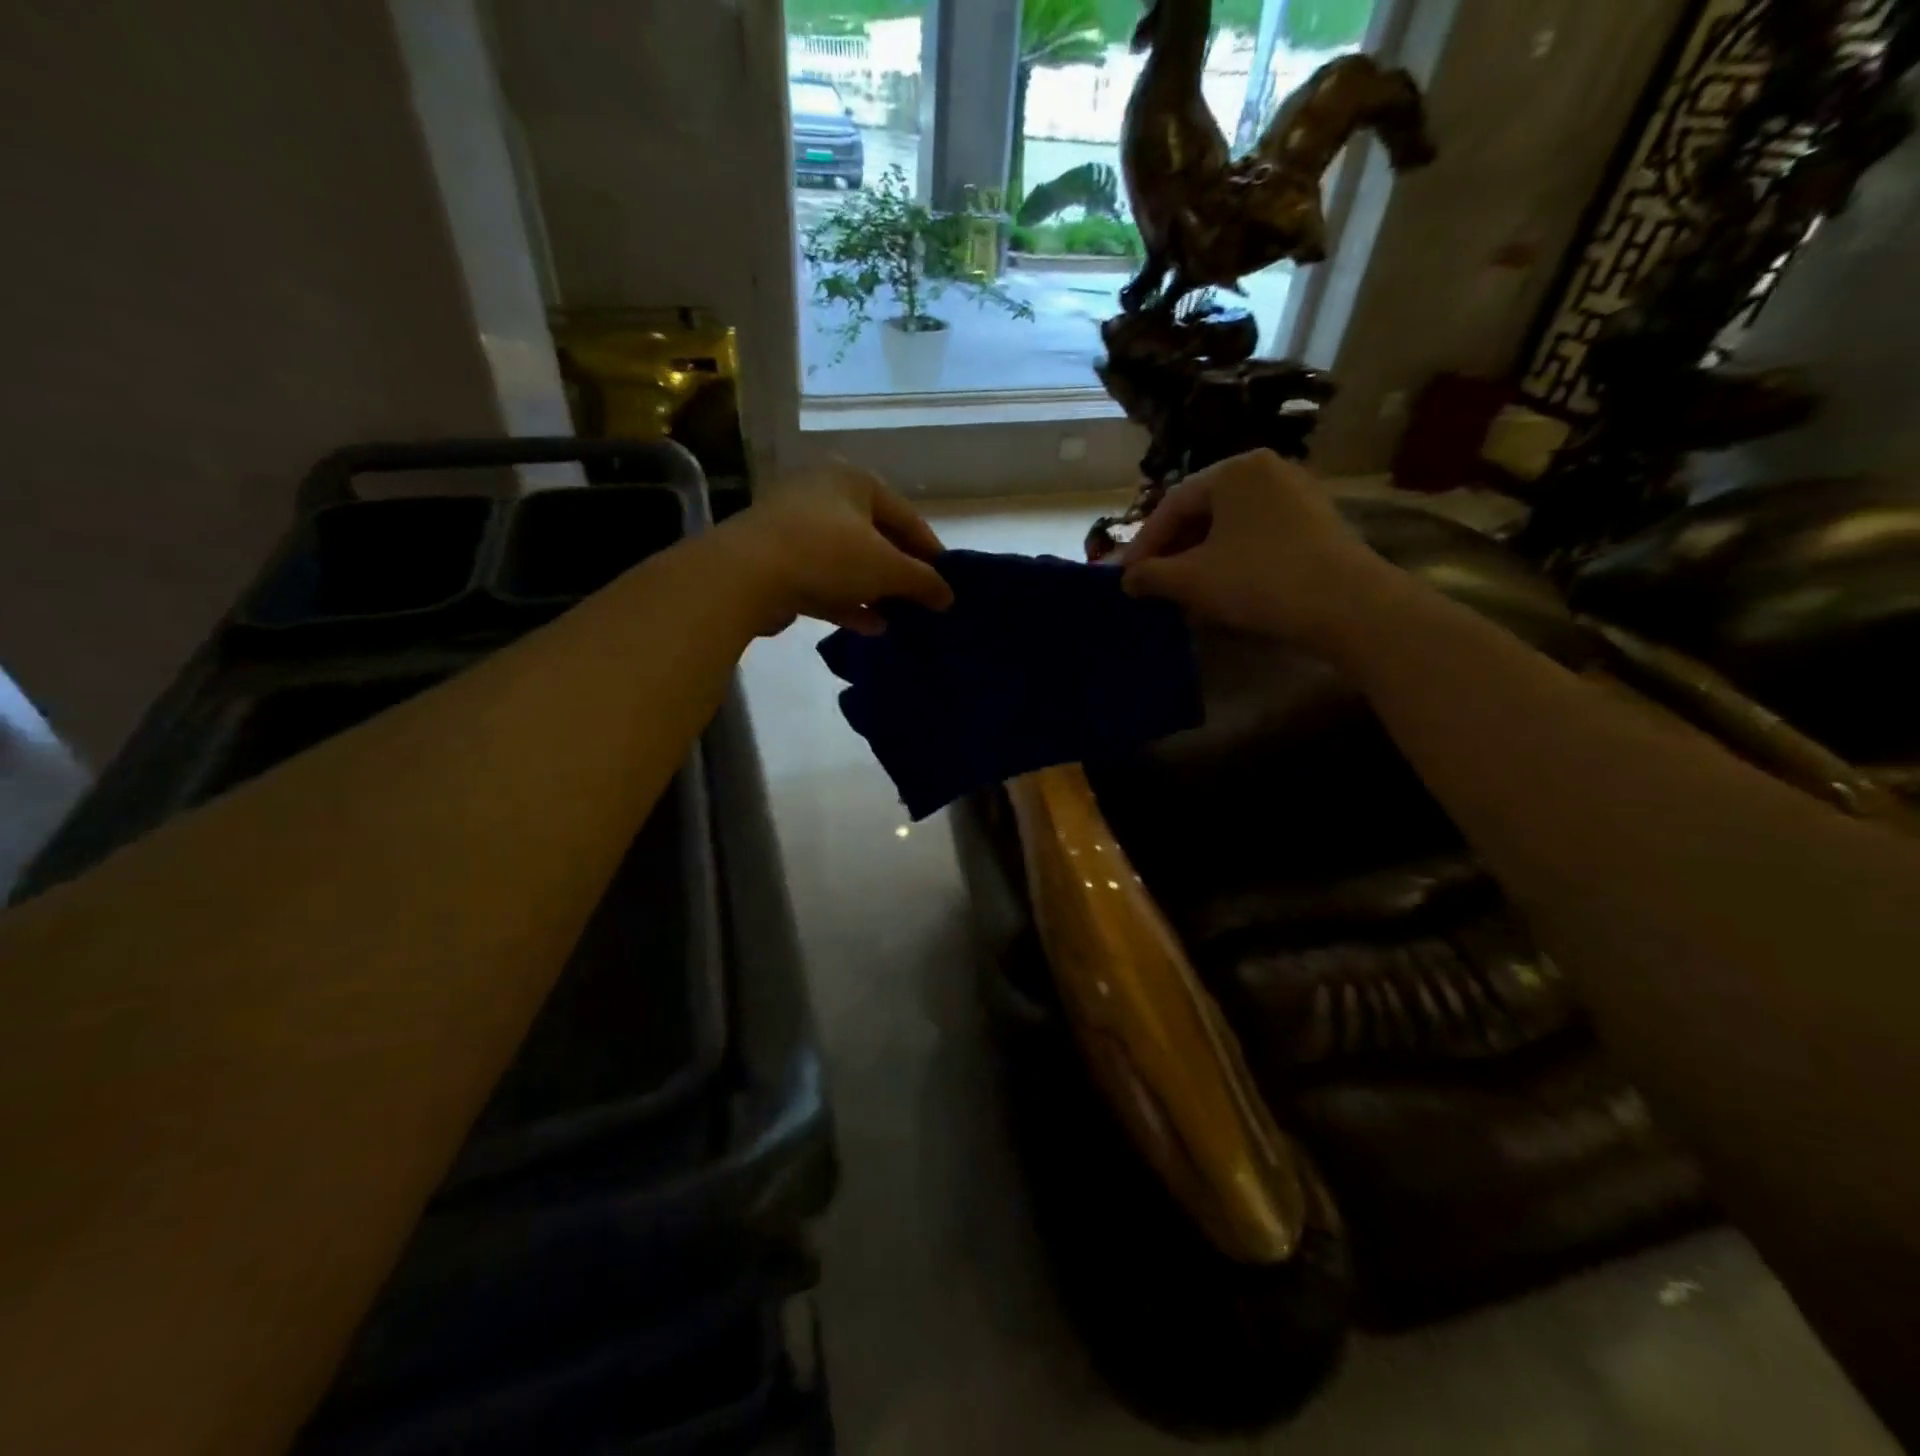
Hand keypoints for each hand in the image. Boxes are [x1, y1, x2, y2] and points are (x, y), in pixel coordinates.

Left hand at [713, 461, 954, 635]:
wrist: (745, 574)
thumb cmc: (828, 555)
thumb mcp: (888, 568)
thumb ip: (923, 581)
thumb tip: (948, 596)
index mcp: (853, 480)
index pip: (907, 516)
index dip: (931, 552)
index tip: (949, 583)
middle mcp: (822, 494)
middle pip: (875, 538)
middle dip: (900, 574)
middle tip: (922, 603)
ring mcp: (794, 527)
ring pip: (848, 562)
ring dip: (875, 592)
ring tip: (899, 619)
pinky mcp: (775, 560)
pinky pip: (822, 579)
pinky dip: (847, 601)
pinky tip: (870, 626)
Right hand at [1120, 450, 1399, 657]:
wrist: (1348, 605)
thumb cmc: (1259, 581)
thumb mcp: (1193, 580)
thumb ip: (1151, 575)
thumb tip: (1126, 579)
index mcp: (1234, 469)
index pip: (1172, 504)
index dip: (1144, 544)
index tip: (1127, 577)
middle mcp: (1266, 469)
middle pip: (1203, 511)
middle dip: (1173, 551)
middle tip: (1152, 584)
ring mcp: (1297, 493)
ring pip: (1230, 526)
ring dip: (1200, 558)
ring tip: (1183, 592)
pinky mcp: (1316, 521)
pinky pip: (1258, 535)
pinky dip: (1232, 559)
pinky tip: (1222, 588)